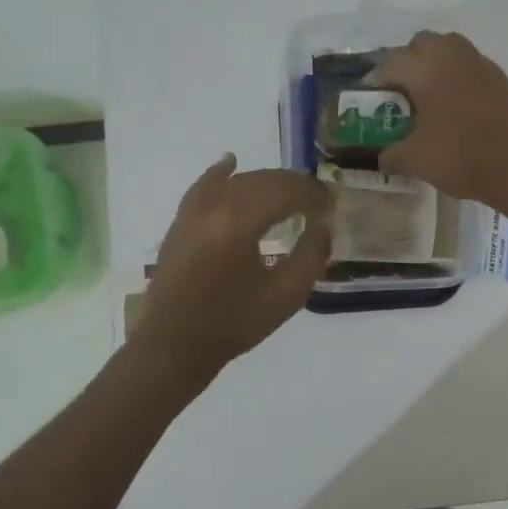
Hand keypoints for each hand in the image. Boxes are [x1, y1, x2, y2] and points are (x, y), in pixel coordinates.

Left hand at [136, 155, 332, 379]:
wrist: (175, 346)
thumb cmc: (234, 323)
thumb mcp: (286, 295)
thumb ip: (312, 255)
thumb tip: (322, 226)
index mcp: (240, 221)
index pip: (286, 191)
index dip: (313, 195)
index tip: (332, 206)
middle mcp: (215, 205)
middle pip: (263, 180)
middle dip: (294, 186)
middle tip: (318, 201)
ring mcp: (193, 210)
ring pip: (237, 181)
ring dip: (266, 183)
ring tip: (289, 194)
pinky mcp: (181, 221)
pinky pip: (204, 185)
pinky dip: (222, 174)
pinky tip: (231, 163)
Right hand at [369, 31, 507, 207]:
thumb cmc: (461, 158)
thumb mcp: (414, 161)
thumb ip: (390, 155)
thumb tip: (382, 156)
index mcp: (426, 69)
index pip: (390, 63)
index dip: (375, 81)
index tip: (371, 100)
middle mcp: (453, 57)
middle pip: (422, 44)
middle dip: (407, 62)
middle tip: (402, 92)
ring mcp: (482, 65)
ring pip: (451, 49)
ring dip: (436, 65)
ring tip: (430, 96)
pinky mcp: (502, 79)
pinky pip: (472, 67)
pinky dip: (459, 78)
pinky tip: (458, 107)